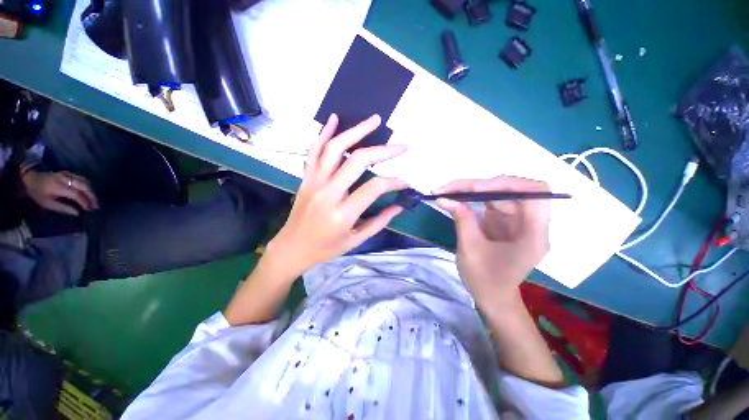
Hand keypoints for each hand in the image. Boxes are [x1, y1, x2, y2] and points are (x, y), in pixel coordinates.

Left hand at [21, 170, 98, 215]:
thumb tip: (77, 213)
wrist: (32, 178)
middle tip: (97, 205)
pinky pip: (82, 179)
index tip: (89, 210)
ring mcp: (68, 174)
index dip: (84, 202)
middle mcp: (66, 179)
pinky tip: (89, 192)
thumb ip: (63, 208)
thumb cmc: (38, 193)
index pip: (76, 194)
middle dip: (92, 196)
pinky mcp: (69, 173)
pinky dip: (88, 186)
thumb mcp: (47, 203)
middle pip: (84, 186)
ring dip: (91, 191)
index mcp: (59, 187)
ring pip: (85, 182)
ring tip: (94, 200)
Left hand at [265, 113, 407, 278]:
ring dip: (356, 131)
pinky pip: (314, 150)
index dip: (393, 182)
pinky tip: (335, 118)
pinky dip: (324, 132)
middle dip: (383, 151)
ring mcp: (314, 181)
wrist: (292, 248)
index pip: (374, 187)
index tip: (405, 182)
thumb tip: (400, 205)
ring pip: (335, 148)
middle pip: (357, 161)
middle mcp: (327, 193)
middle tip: (400, 145)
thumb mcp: (356, 240)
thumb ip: (380, 221)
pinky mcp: (306, 177)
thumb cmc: (325, 248)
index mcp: (342, 214)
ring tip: (374, 120)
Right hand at [436, 176, 549, 305]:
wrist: (492, 297)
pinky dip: (473, 198)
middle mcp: (530, 223)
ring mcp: (517, 221)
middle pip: (512, 190)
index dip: (507, 184)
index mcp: (533, 235)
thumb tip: (444, 197)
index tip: (476, 188)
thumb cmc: (485, 279)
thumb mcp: (470, 249)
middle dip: (481, 185)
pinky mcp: (505, 221)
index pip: (535, 193)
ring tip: (449, 191)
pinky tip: (457, 198)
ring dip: (474, 190)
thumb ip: (462, 219)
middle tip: (452, 189)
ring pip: (499, 193)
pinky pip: (491, 201)